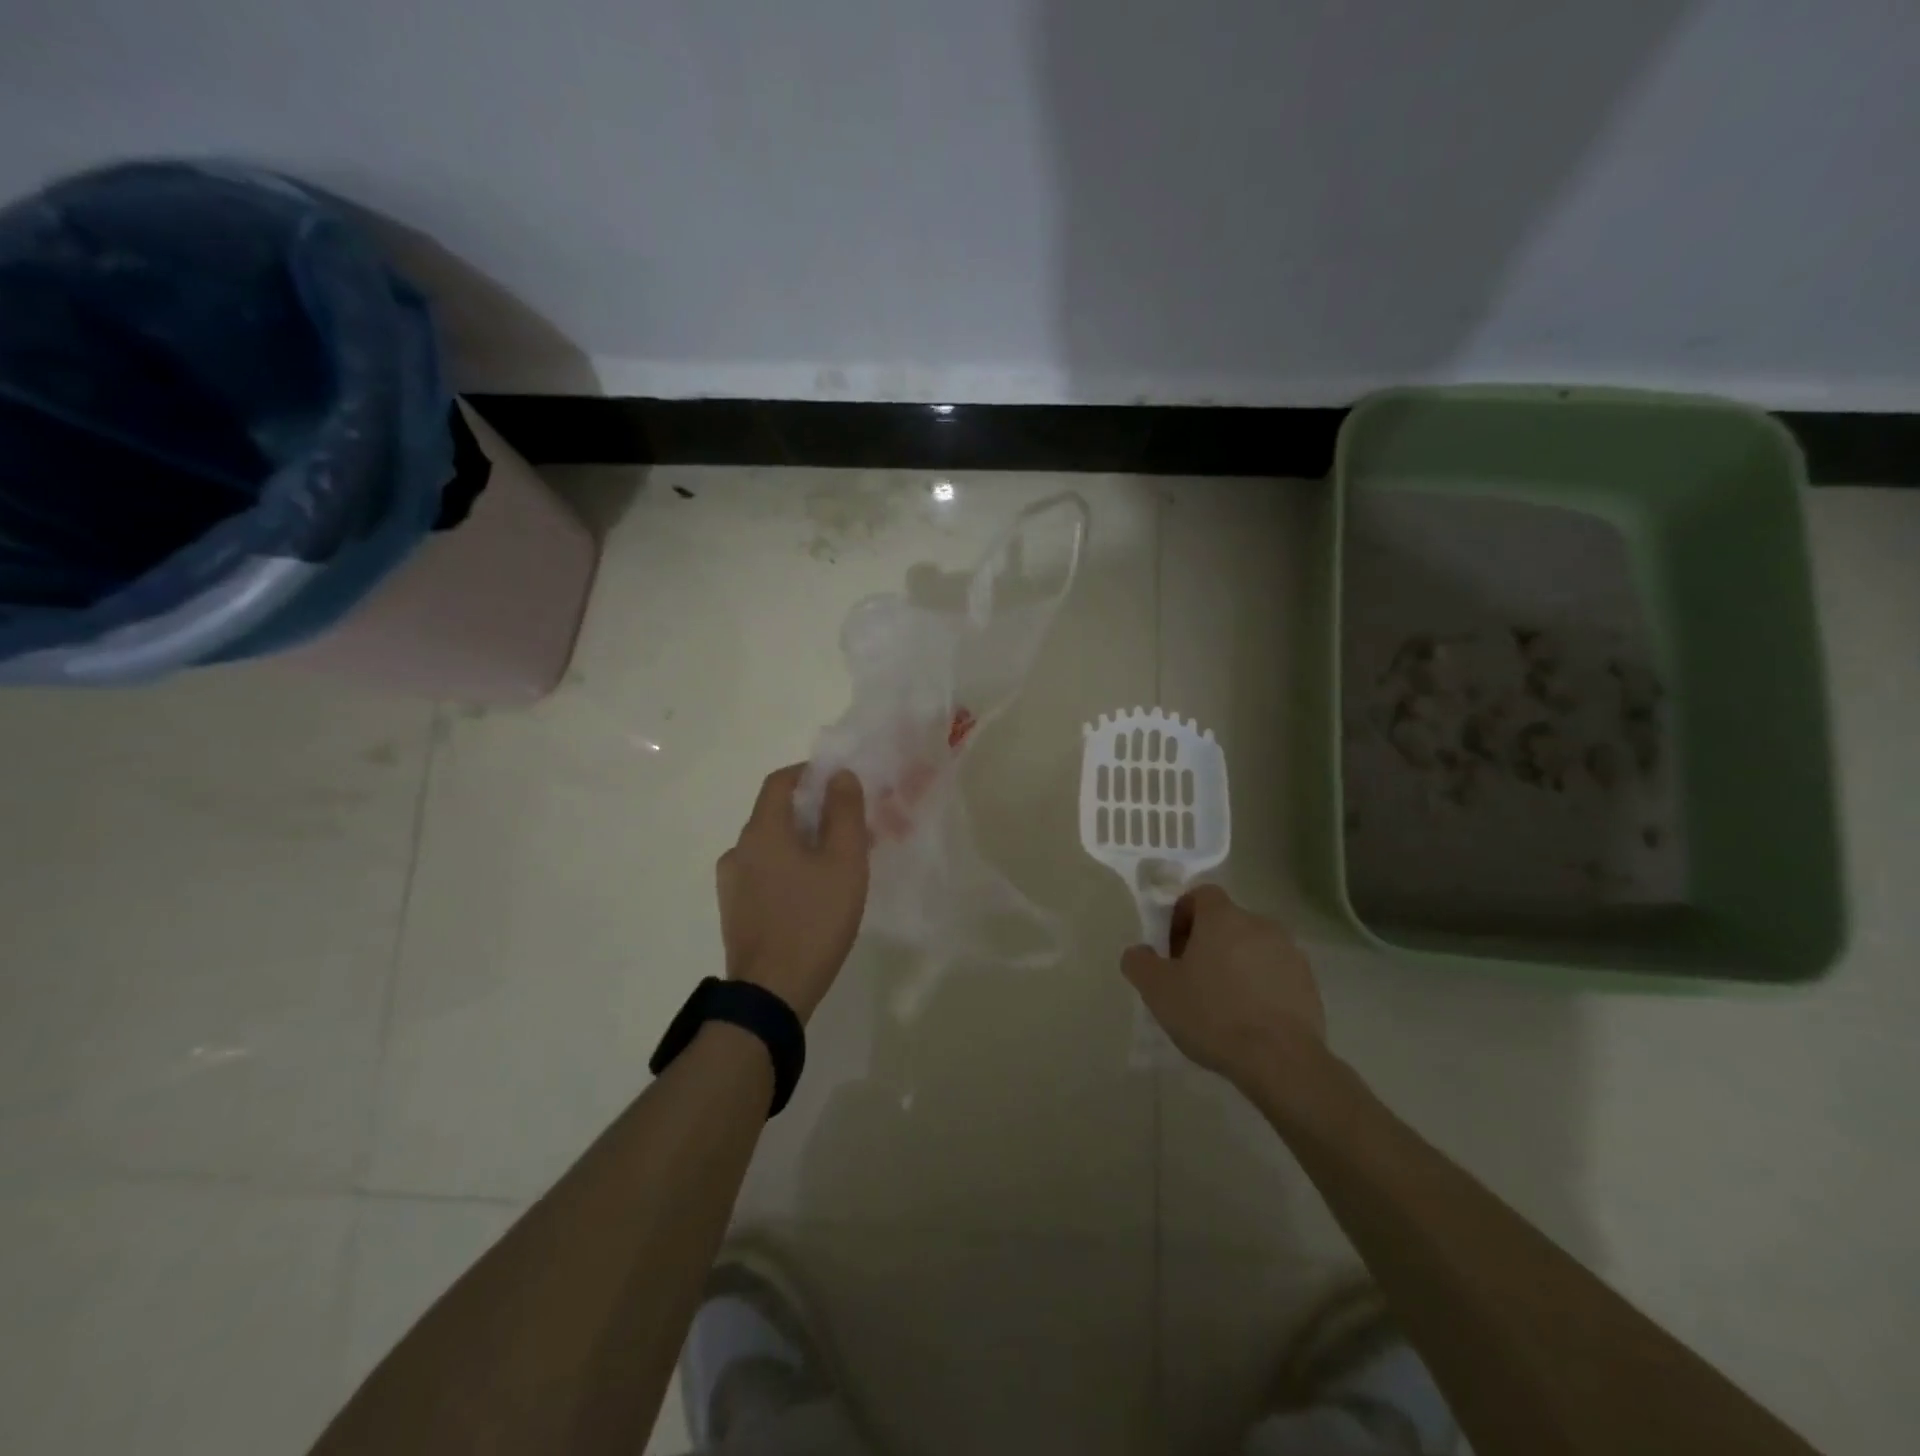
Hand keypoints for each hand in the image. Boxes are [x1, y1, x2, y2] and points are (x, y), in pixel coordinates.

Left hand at [717, 764, 868, 1022]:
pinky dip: (787, 868)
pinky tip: (811, 893)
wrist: (772, 993)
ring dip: (801, 843)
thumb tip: (840, 776)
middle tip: (849, 829)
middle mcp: (739, 849)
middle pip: (775, 813)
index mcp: (762, 830)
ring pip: (770, 845)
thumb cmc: (813, 920)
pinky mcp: (734, 910)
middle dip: (812, 812)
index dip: (810, 774)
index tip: (840, 785)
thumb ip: (844, 812)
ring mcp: (732, 882)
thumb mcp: (844, 861)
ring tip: (835, 865)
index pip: (780, 781)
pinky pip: (764, 872)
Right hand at [1122, 884, 1326, 1092]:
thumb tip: (1139, 952)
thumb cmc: (1212, 1015)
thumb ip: (1139, 962)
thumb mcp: (1158, 990)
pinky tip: (1250, 1019)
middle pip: (1227, 922)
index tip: (1174, 950)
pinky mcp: (1309, 983)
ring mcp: (1290, 953)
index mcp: (1223, 917)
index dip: (1182, 916)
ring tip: (1223, 1003)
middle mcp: (1260, 924)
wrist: (1280, 1061)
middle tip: (1193, 979)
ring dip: (1237, 964)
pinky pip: (1276, 974)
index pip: (1201, 895)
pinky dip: (1261, 986)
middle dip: (1208, 943)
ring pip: (1253, 948)